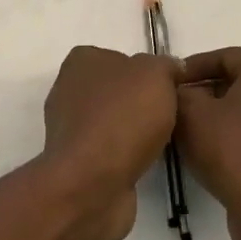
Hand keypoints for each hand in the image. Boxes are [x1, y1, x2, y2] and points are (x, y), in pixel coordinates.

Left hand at [41, 45, 179, 239]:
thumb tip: (171, 70)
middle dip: (142, 103)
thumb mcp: (155, 75)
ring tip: (162, 141)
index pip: (120, 57)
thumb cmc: (122, 118)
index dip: (148, 72)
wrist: (92, 182)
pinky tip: (144, 162)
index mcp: (81, 61)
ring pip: (113, 121)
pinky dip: (126, 155)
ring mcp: (69, 128)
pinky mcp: (76, 160)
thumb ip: (165, 66)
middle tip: (170, 115)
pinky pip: (109, 149)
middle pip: (117, 90)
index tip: (170, 88)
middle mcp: (68, 90)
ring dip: (135, 131)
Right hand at [176, 47, 240, 239]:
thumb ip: (180, 92)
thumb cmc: (231, 152)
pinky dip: (238, 138)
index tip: (168, 83)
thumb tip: (179, 89)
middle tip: (176, 106)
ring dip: (221, 116)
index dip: (191, 67)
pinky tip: (215, 155)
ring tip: (191, 131)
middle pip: (239, 82)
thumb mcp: (191, 114)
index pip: (224, 57)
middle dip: (206, 92)